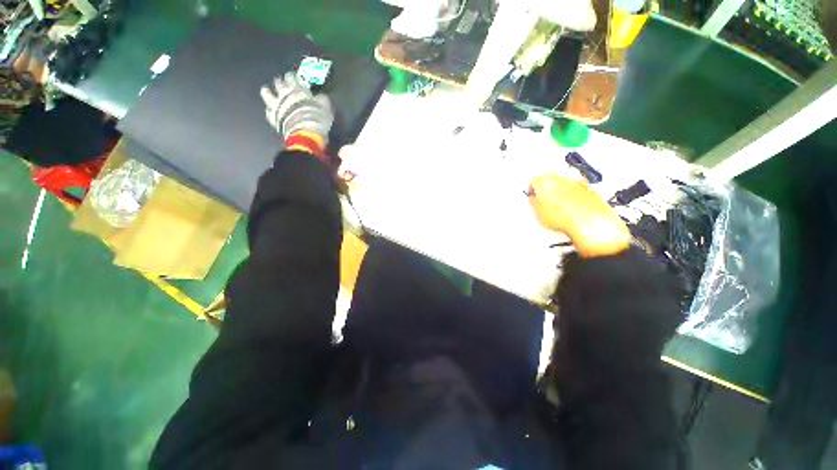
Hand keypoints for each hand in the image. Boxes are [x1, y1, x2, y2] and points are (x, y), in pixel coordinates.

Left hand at [260, 71, 333, 142]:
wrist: (306, 133)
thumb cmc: (317, 118)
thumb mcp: (325, 107)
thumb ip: (321, 100)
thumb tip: (320, 97)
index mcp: (297, 88)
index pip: (292, 77)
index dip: (293, 76)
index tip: (294, 77)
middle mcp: (284, 94)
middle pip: (278, 83)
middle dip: (280, 82)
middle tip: (282, 83)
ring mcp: (277, 105)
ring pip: (267, 94)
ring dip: (267, 91)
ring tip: (267, 90)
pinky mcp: (273, 117)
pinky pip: (268, 112)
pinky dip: (269, 111)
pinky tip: (271, 111)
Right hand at [529, 174, 630, 257]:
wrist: (588, 221)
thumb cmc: (563, 216)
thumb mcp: (538, 213)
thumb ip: (533, 203)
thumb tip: (534, 201)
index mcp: (544, 181)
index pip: (533, 180)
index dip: (531, 189)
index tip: (532, 196)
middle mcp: (560, 178)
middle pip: (550, 179)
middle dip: (546, 188)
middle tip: (543, 200)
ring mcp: (576, 182)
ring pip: (564, 183)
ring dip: (560, 191)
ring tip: (558, 207)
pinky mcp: (589, 189)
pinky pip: (578, 190)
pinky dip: (574, 196)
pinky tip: (571, 208)